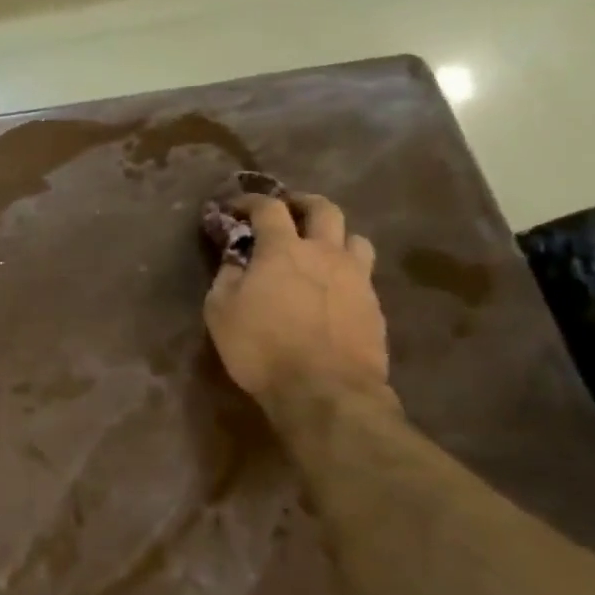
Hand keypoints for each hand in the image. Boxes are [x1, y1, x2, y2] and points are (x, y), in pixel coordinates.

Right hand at [203, 192, 390, 414]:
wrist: (325, 392)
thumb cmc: (262, 348)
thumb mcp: (220, 311)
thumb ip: (226, 277)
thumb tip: (235, 260)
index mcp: (283, 249)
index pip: (268, 207)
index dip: (250, 201)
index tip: (236, 207)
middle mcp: (325, 253)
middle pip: (324, 209)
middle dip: (303, 204)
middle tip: (288, 212)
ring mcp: (357, 278)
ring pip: (355, 238)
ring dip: (335, 236)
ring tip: (320, 250)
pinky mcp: (375, 307)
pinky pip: (363, 275)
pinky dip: (346, 272)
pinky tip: (333, 290)